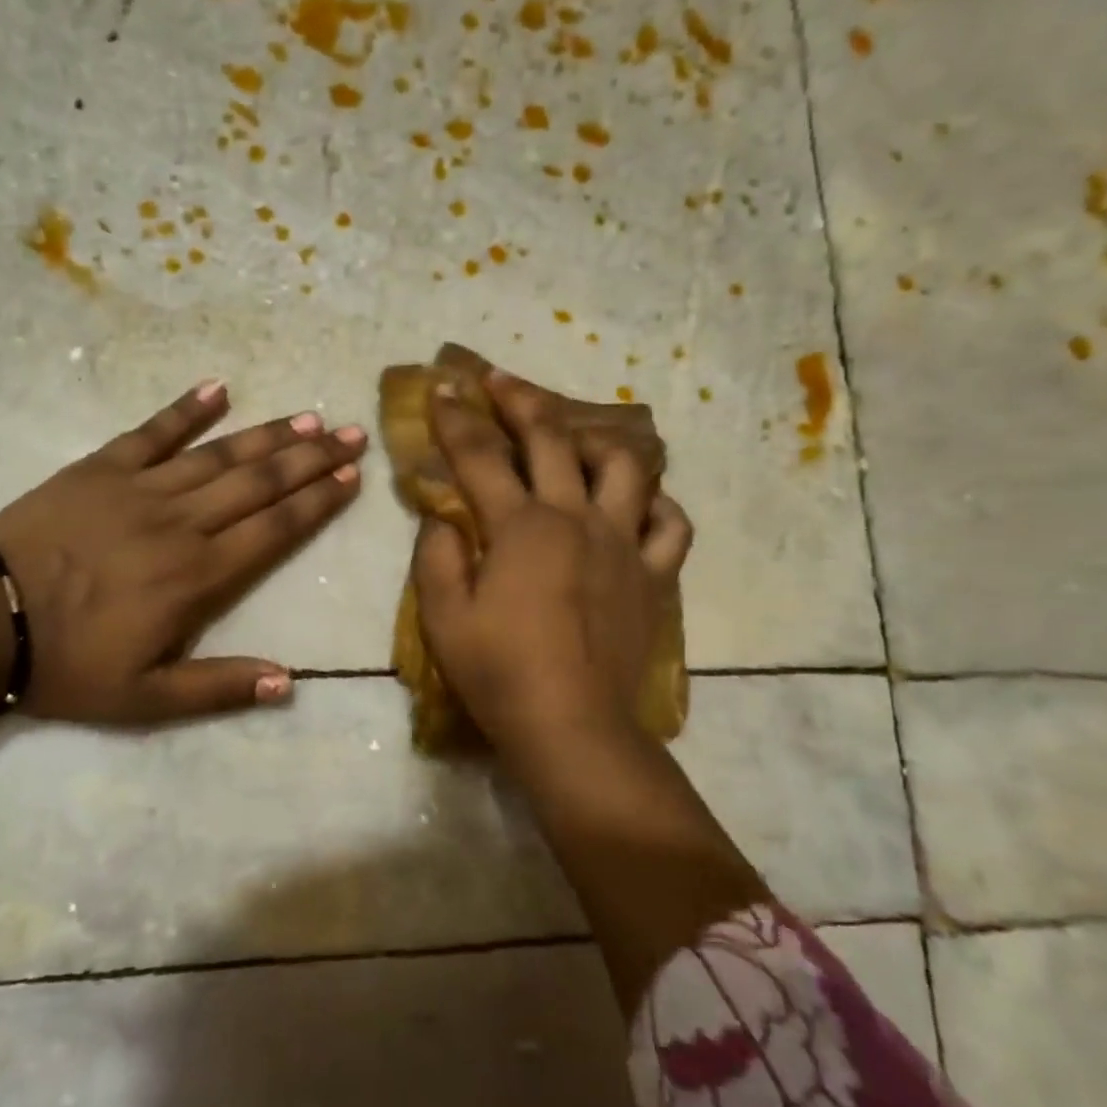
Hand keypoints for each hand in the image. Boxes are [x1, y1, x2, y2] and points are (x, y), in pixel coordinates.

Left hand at [0, 378, 365, 723]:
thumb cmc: (68, 663)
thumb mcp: (146, 699)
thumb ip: (219, 688)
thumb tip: (288, 682)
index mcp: (199, 576)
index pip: (275, 529)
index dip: (317, 502)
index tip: (351, 476)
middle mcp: (183, 523)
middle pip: (260, 483)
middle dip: (312, 458)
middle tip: (352, 433)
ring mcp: (142, 488)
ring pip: (220, 455)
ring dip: (268, 434)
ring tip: (309, 417)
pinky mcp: (102, 468)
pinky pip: (152, 431)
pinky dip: (186, 409)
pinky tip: (218, 388)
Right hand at [412, 372, 690, 752]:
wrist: (571, 725)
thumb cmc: (498, 672)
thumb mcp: (443, 616)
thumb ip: (436, 556)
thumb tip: (443, 518)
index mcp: (520, 527)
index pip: (481, 456)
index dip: (457, 418)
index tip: (443, 387)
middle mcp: (575, 519)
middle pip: (552, 441)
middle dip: (522, 402)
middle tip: (501, 381)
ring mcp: (621, 544)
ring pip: (626, 467)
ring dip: (597, 441)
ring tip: (578, 440)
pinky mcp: (652, 576)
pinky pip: (670, 525)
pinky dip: (657, 504)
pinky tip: (639, 503)